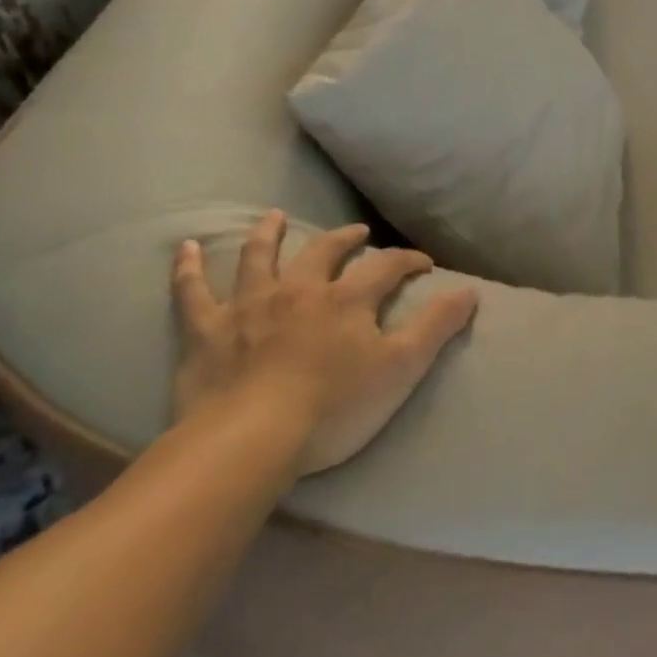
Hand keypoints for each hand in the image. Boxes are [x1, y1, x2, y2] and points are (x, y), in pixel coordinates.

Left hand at [171, 210, 478, 474]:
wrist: (249, 441)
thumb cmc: (334, 407)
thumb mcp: (402, 368)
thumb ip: (437, 326)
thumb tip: (470, 291)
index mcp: (347, 300)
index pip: (386, 266)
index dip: (408, 260)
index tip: (424, 264)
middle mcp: (299, 291)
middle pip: (324, 251)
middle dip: (345, 239)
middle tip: (357, 233)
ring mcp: (248, 307)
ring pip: (259, 258)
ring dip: (269, 234)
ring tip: (274, 216)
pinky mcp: (206, 332)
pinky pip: (192, 293)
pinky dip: (188, 269)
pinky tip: (185, 248)